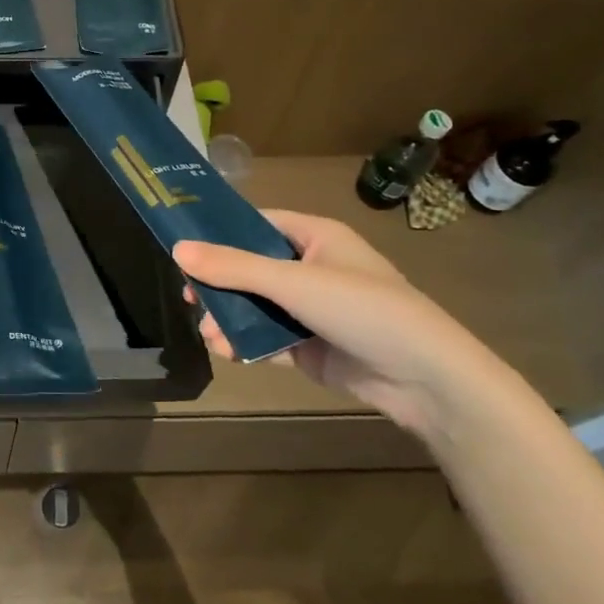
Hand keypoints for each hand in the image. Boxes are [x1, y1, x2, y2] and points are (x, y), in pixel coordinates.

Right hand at [173, 212, 511, 439]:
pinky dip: (247, 343)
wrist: (426, 379)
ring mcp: (311, 309)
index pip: (256, 224)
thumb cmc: (362, 308)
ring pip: (255, 306)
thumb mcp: (293, 282)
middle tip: (188, 297)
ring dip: (229, 318)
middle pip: (250, 268)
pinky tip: (229, 352)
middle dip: (218, 285)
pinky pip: (268, 338)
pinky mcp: (311, 346)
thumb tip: (177, 249)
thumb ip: (234, 267)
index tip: (182, 247)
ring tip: (210, 335)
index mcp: (315, 236)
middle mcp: (311, 267)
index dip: (219, 233)